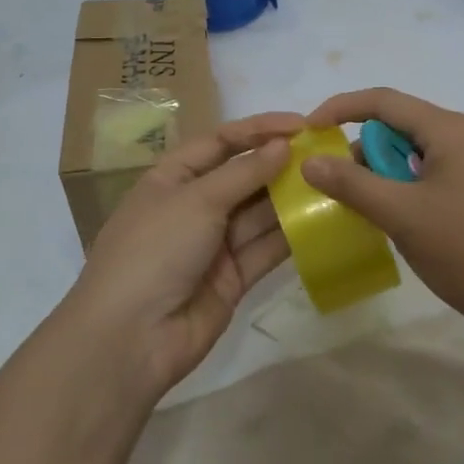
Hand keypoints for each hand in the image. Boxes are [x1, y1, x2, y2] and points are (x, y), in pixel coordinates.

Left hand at [64, 112, 304, 398]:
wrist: (130, 338)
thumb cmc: (155, 250)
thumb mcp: (196, 200)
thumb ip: (244, 173)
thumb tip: (283, 145)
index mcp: (172, 178)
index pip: (219, 142)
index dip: (258, 129)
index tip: (301, 124)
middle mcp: (193, 206)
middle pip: (243, 176)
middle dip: (280, 164)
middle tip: (327, 152)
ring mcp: (214, 244)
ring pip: (259, 213)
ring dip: (291, 198)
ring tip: (333, 181)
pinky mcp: (233, 278)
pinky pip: (266, 249)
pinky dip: (292, 235)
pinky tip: (325, 219)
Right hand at [302, 88, 463, 324]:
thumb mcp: (400, 214)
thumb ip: (351, 183)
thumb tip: (310, 161)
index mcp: (453, 129)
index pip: (385, 101)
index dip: (341, 108)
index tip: (310, 130)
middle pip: (405, 126)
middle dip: (368, 150)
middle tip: (344, 185)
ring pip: (424, 152)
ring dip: (392, 172)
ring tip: (376, 209)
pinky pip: (444, 171)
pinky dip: (415, 185)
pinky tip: (410, 219)